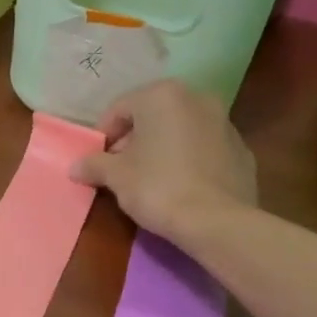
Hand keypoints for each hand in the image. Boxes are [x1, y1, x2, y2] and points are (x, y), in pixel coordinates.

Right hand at [71, 80, 257, 243]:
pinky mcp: (242, 150)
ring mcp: (225, 122)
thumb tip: (75, 166)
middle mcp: (197, 98)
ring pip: (180, 130)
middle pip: (152, 115)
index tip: (98, 162)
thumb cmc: (158, 187)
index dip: (104, 136)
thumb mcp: (116, 176)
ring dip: (162, 147)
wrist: (217, 221)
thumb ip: (94, 164)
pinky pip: (204, 149)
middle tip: (122, 170)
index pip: (119, 109)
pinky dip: (189, 160)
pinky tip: (182, 187)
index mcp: (162, 95)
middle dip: (134, 139)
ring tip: (151, 180)